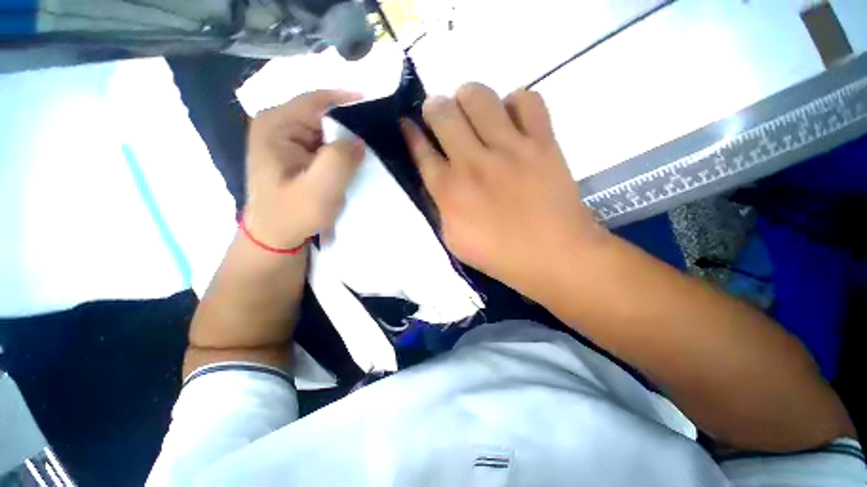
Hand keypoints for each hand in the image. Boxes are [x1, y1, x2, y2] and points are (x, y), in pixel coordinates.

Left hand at [244, 90, 364, 249]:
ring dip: (348, 136)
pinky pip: (324, 142)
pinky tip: (356, 157)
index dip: (349, 100)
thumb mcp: (319, 190)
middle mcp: (278, 124)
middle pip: (322, 112)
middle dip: (351, 121)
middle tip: (380, 130)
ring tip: (372, 144)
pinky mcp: (296, 152)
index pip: (318, 100)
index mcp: (276, 125)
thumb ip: (340, 160)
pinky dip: (342, 148)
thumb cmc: (293, 214)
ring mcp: (287, 138)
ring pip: (326, 128)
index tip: (378, 104)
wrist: (276, 235)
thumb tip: (359, 140)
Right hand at [401, 83, 604, 293]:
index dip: (410, 132)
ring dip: (469, 98)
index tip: (407, 122)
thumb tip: (435, 178)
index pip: (421, 150)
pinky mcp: (542, 142)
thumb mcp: (454, 241)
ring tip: (474, 112)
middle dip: (435, 107)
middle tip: (441, 115)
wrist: (554, 256)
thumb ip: (440, 208)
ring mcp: (509, 148)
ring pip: (479, 96)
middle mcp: (473, 163)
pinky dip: (516, 102)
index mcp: (449, 191)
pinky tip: (513, 120)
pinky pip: (527, 99)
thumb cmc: (500, 255)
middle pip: (443, 113)